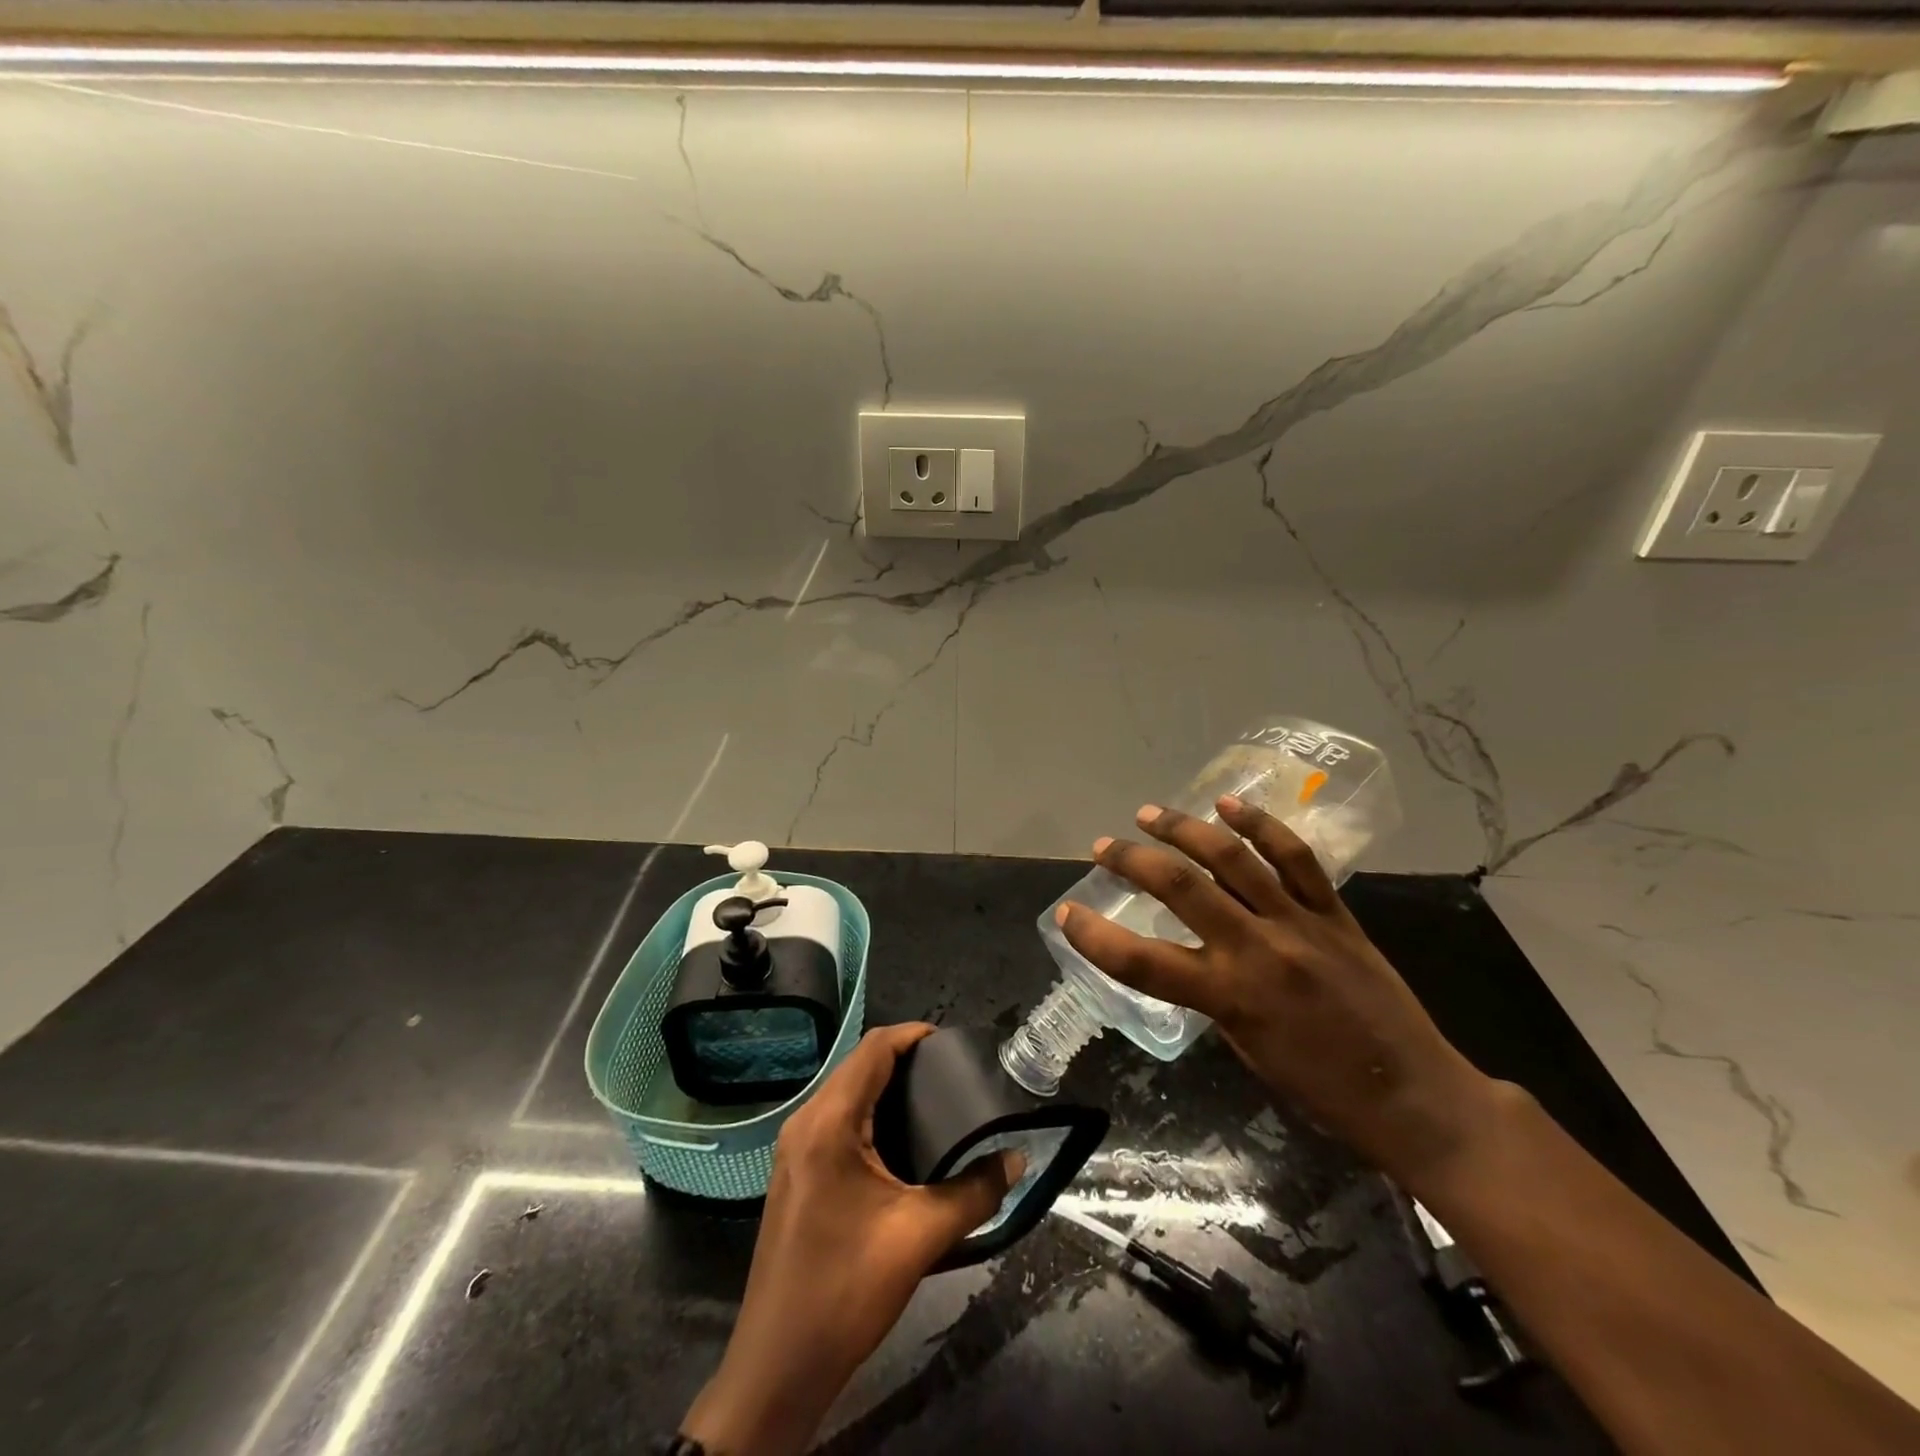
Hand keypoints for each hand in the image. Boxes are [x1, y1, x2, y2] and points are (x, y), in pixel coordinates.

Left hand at [681, 1023, 1022, 1455]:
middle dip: (905, 1059)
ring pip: (847, 1092)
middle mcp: (806, 1122)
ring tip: (936, 1098)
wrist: (778, 1365)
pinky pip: (837, 1119)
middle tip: (953, 1073)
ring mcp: (795, 1148)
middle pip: (859, 1066)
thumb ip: (975, 1193)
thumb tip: (1015, 1160)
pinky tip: (902, 1138)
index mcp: (829, 1122)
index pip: (874, 1049)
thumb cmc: (846, 1289)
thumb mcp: (920, 1237)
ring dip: (887, 1086)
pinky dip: (871, 1113)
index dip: (914, 1035)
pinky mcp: (796, 1171)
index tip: (954, 1043)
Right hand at [1057, 796, 1501, 1189]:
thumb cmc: (1323, 1091)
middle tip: (1104, 846)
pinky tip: (1230, 805)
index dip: (1095, 937)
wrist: (1416, 1097)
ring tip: (1150, 813)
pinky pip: (1294, 858)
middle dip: (1132, 860)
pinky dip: (1259, 826)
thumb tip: (1197, 957)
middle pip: (1179, 888)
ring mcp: (1298, 924)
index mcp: (1228, 998)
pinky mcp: (1334, 913)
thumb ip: (1215, 998)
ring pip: (1231, 860)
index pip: (1140, 962)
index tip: (1067, 914)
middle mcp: (1255, 950)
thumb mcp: (1248, 1051)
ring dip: (1183, 829)